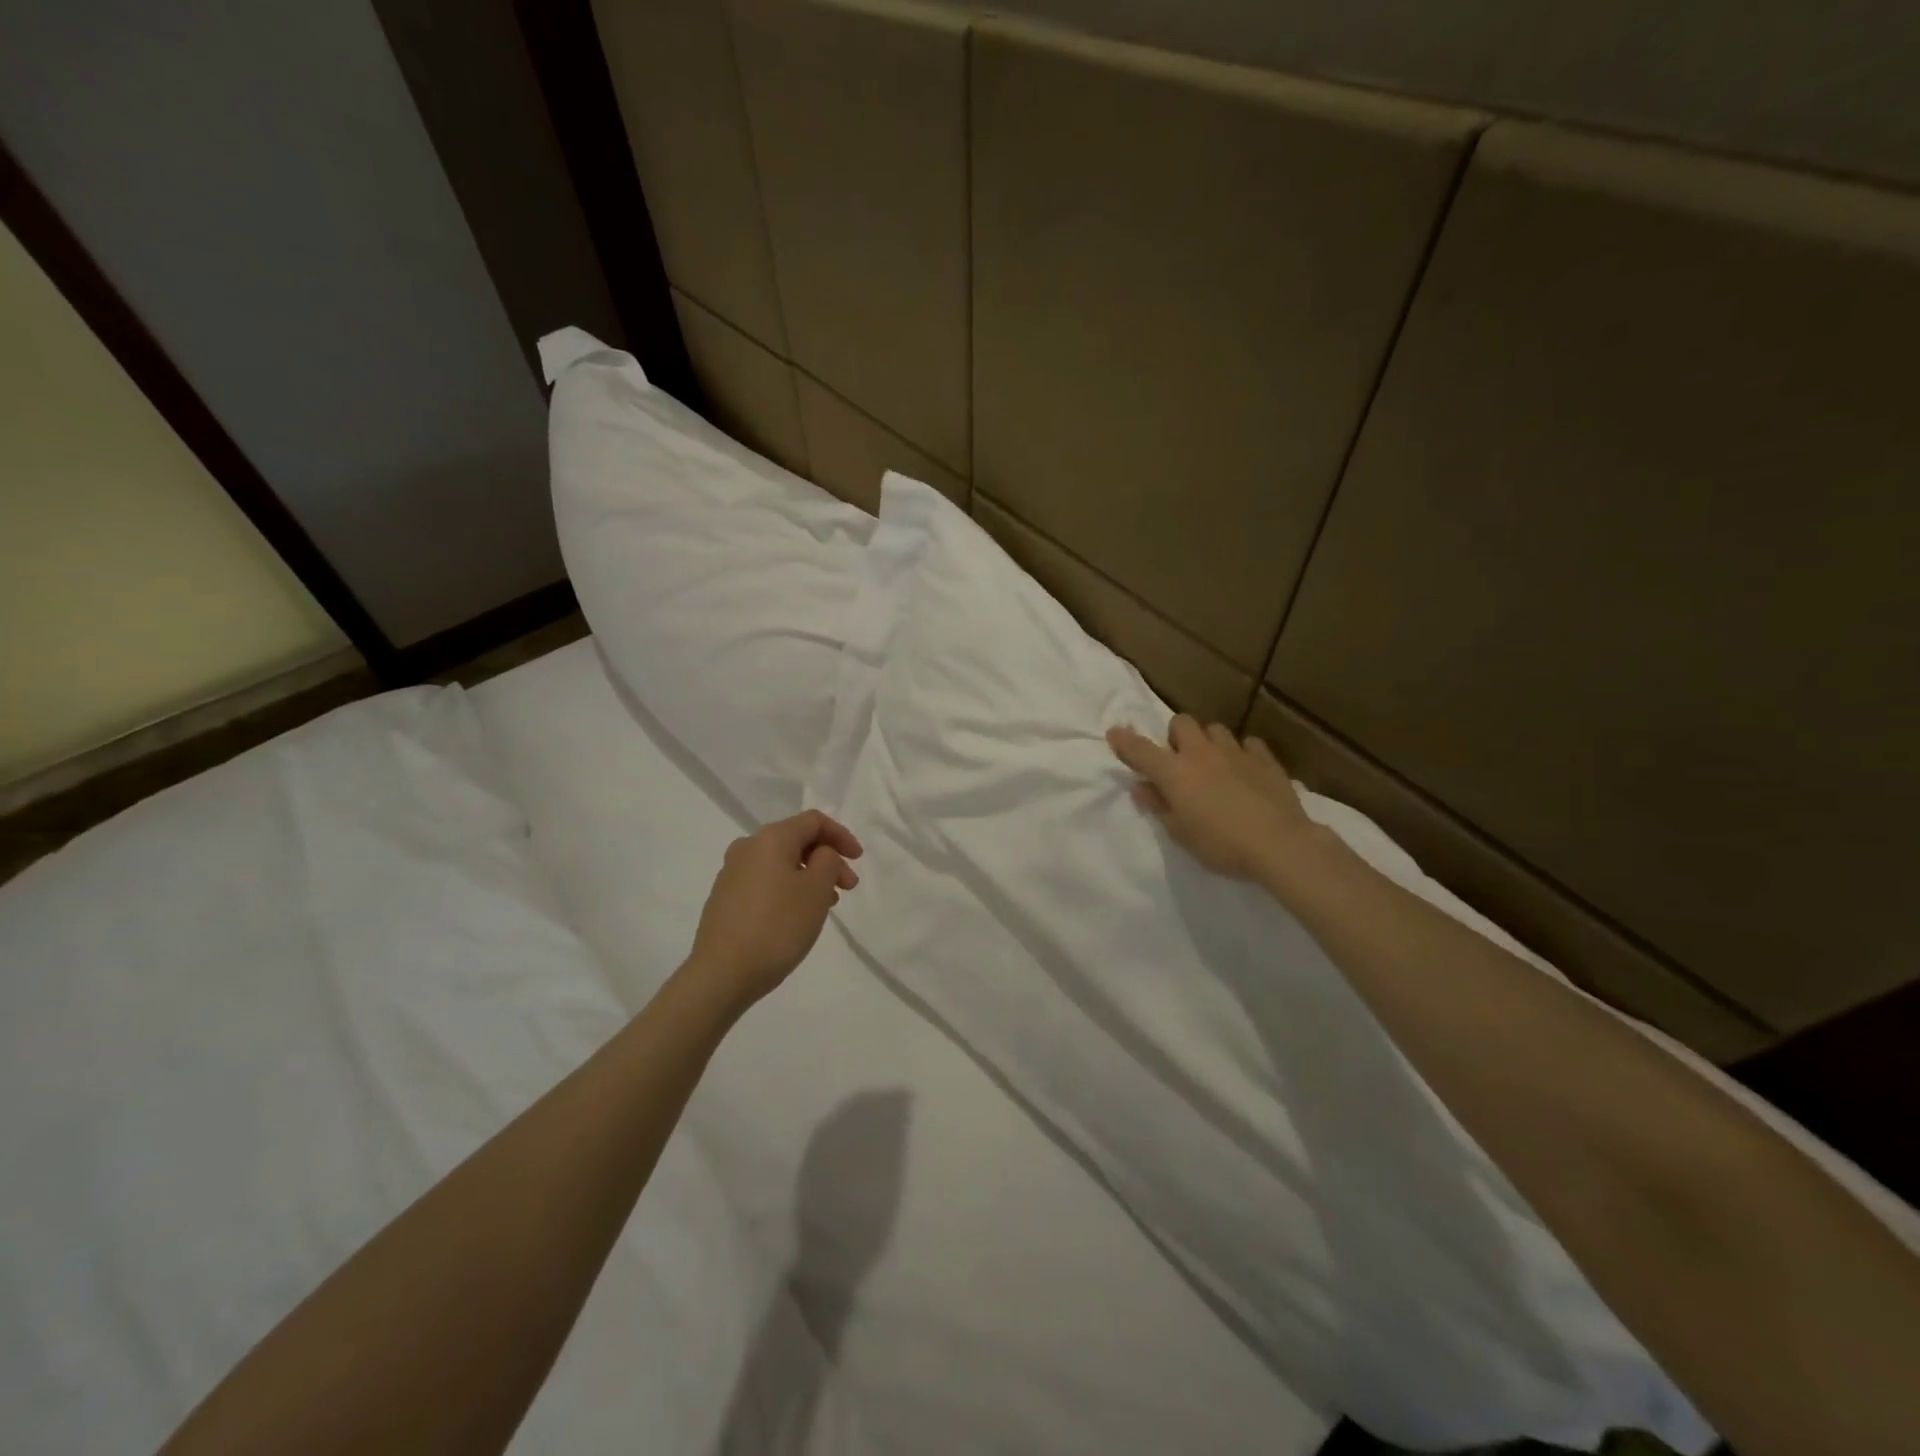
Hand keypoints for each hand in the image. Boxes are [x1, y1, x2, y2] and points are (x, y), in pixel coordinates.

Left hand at [686, 810, 863, 1010]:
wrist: (721, 974)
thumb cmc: (777, 926)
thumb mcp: (817, 889)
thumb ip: (828, 861)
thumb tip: (819, 855)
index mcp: (770, 838)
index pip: (813, 821)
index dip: (841, 836)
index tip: (858, 861)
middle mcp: (747, 847)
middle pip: (796, 841)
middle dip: (827, 859)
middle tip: (847, 887)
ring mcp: (731, 874)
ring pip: (781, 863)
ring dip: (809, 876)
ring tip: (826, 905)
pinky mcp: (724, 899)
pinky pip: (766, 882)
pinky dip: (788, 889)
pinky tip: (797, 916)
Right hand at [1108, 715, 1320, 882]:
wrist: (1279, 844)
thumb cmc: (1221, 845)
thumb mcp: (1180, 833)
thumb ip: (1158, 805)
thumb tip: (1141, 786)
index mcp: (1174, 772)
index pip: (1140, 750)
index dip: (1124, 741)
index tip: (1114, 733)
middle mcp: (1201, 753)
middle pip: (1181, 723)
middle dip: (1175, 736)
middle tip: (1179, 760)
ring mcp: (1236, 752)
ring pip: (1215, 729)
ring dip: (1208, 742)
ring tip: (1214, 764)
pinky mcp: (1265, 759)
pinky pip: (1248, 744)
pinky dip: (1242, 753)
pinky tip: (1245, 770)